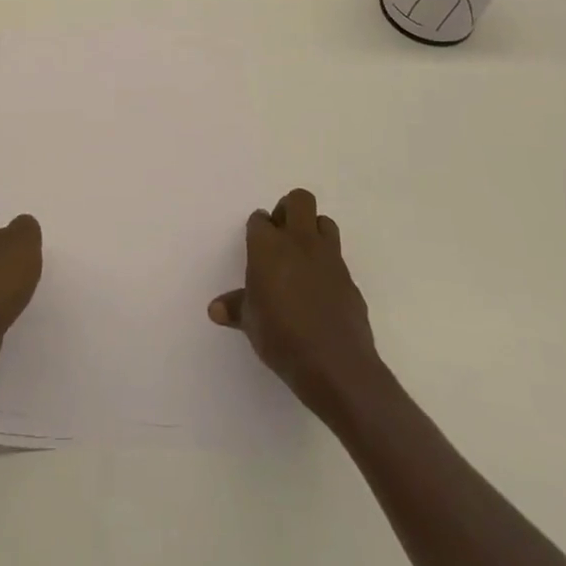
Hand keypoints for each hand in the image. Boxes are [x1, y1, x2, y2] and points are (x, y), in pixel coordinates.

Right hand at [208, 188, 378, 424]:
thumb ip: (235, 308)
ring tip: (303, 257)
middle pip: (299, 200)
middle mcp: (299, 242)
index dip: (258, 229)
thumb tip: (215, 309)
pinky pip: (337, 258)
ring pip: (324, 222)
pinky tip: (321, 290)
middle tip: (280, 236)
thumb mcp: (251, 323)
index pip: (260, 219)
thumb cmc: (281, 337)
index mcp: (268, 246)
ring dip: (313, 230)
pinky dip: (328, 265)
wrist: (336, 364)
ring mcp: (329, 258)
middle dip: (289, 209)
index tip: (256, 245)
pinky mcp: (350, 279)